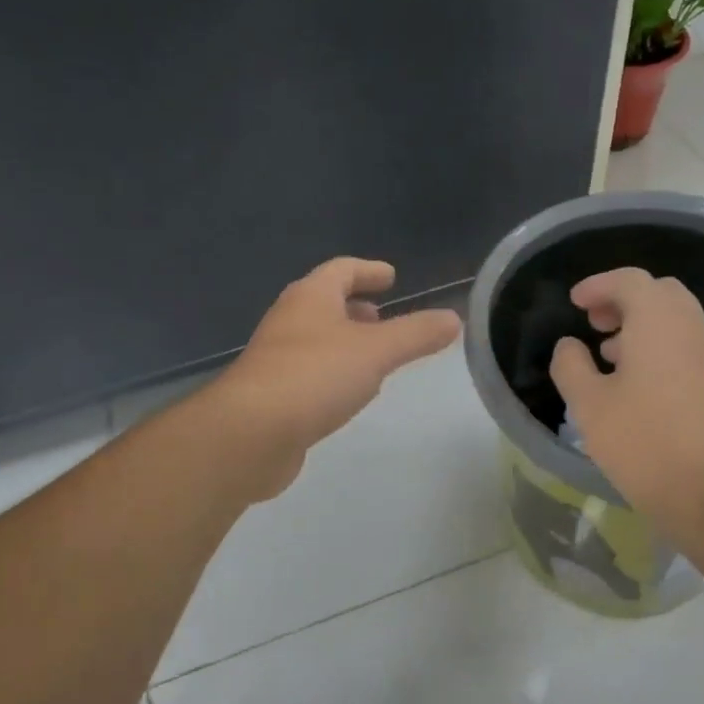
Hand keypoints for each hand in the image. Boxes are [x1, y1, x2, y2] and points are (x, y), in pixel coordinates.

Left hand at [209, 258, 461, 499]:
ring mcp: (275, 358)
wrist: (250, 434)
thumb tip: (454, 318)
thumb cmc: (315, 376)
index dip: (368, 270)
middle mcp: (289, 321)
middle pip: (324, 303)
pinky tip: (348, 392)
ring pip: (316, 338)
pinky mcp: (271, 395)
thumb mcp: (377, 351)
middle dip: (354, 307)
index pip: (341, 270)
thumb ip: (417, 334)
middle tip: (381, 316)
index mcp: (310, 298)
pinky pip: (309, 371)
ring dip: (343, 340)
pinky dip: (332, 371)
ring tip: (372, 355)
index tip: (391, 276)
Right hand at [549, 267, 703, 549]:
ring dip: (642, 324)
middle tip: (594, 322)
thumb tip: (569, 345)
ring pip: (676, 319)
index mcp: (658, 321)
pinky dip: (659, 345)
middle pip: (659, 293)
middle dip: (624, 299)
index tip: (574, 302)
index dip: (598, 284)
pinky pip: (686, 345)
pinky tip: (637, 382)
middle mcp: (691, 328)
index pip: (630, 280)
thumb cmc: (643, 442)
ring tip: (609, 353)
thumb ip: (571, 366)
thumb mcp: (588, 405)